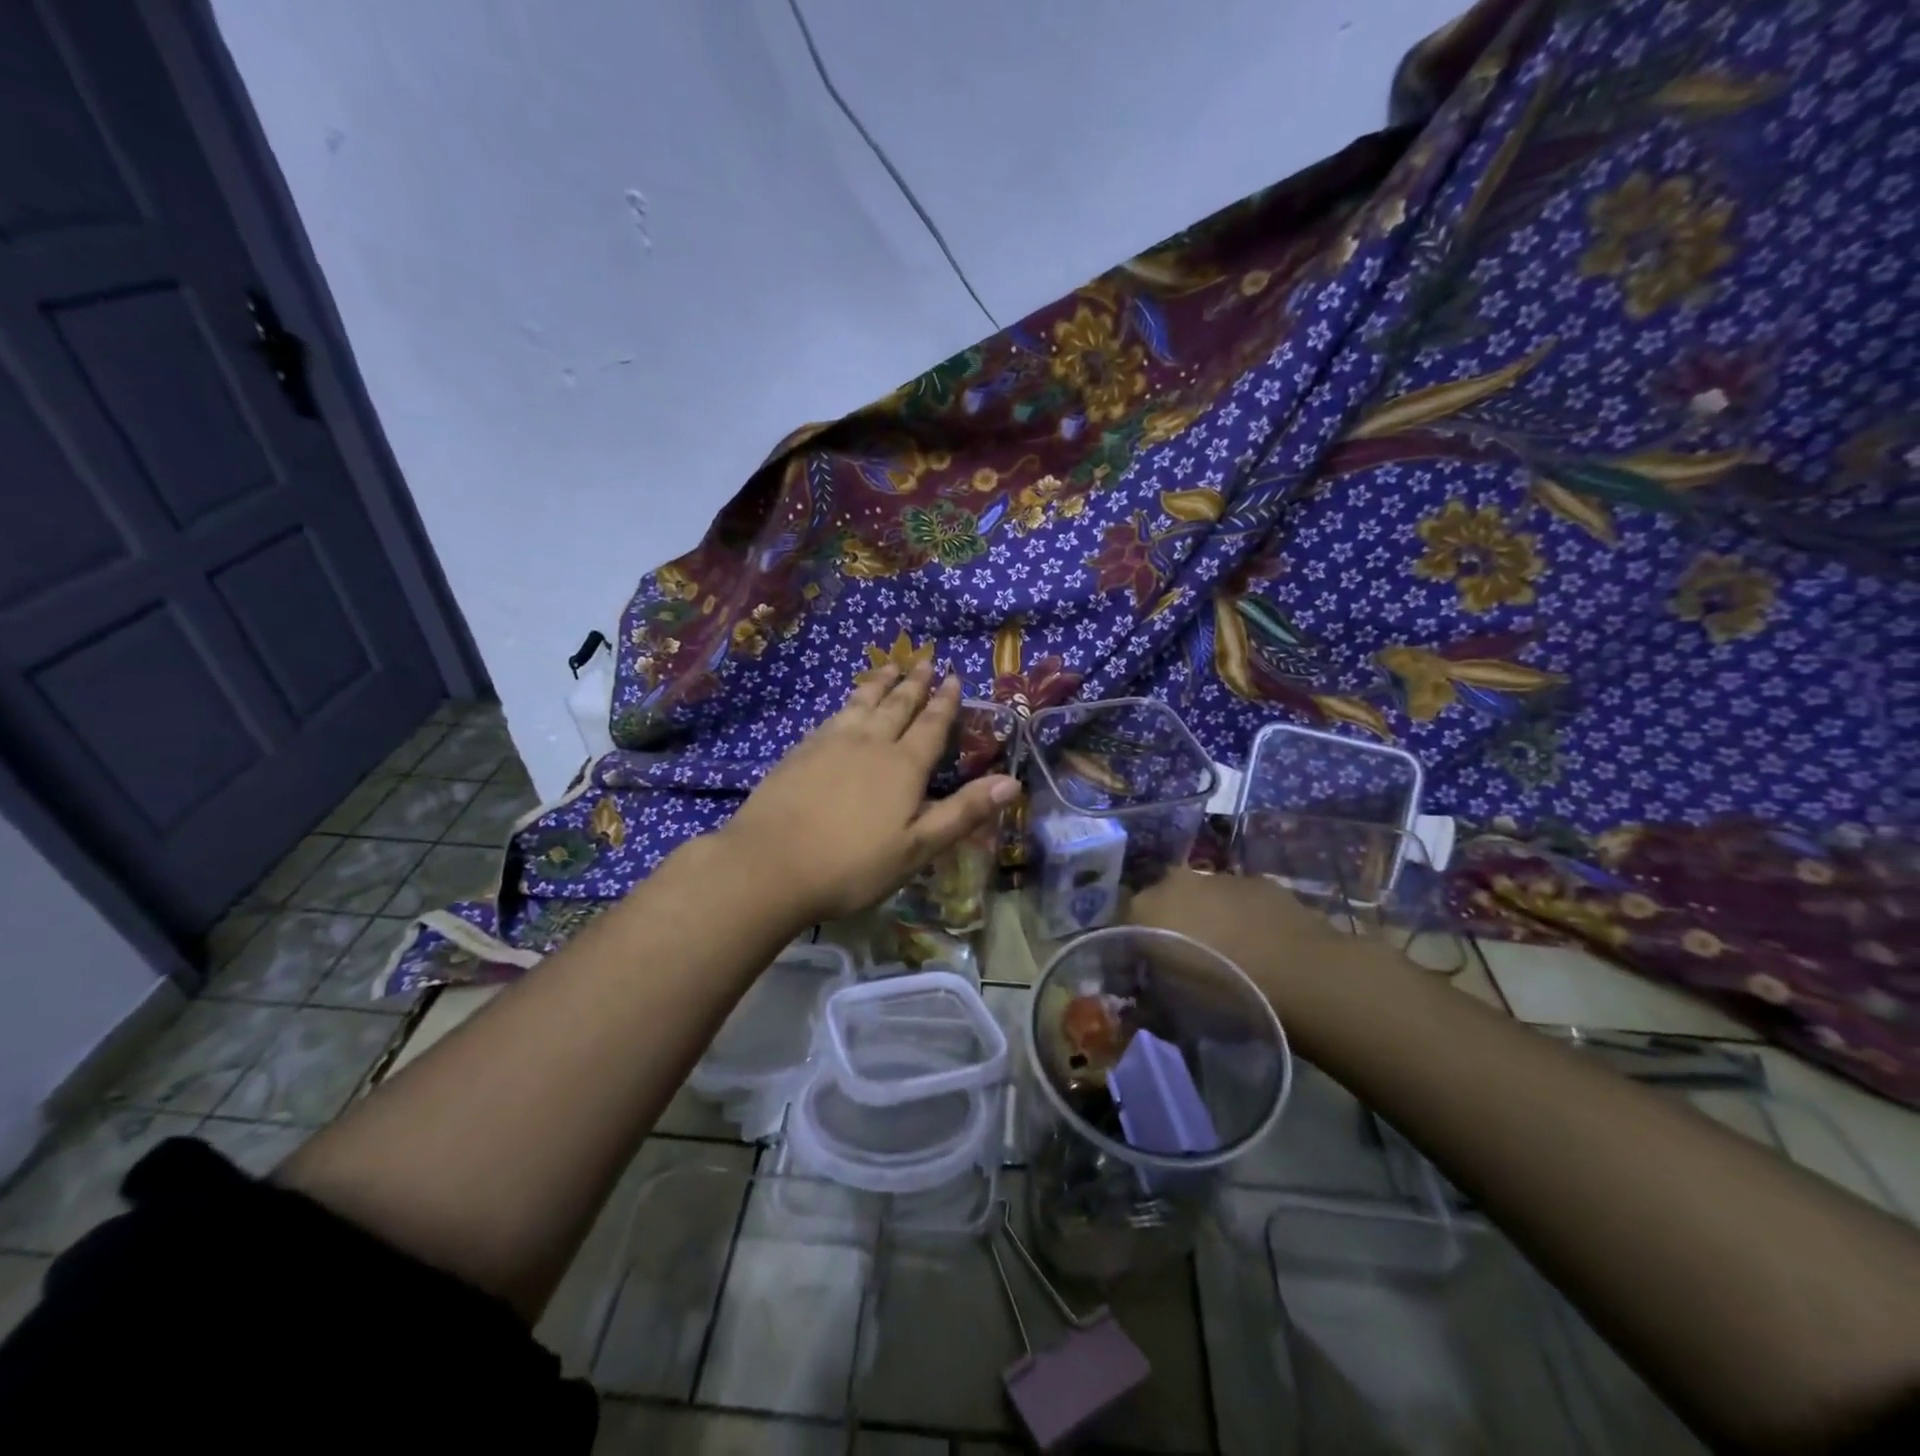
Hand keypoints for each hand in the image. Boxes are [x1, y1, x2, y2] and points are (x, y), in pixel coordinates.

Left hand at [717, 665, 1019, 923]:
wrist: (770, 865)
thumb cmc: (852, 864)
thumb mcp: (917, 848)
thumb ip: (963, 812)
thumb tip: (1011, 782)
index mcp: (903, 766)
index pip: (931, 725)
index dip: (945, 702)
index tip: (954, 677)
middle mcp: (869, 744)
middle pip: (897, 706)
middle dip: (914, 684)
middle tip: (925, 662)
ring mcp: (830, 744)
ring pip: (861, 704)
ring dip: (879, 684)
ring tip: (889, 667)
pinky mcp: (799, 752)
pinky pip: (832, 717)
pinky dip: (847, 704)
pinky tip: (845, 707)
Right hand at [1129, 867, 1350, 1010]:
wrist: (1298, 974)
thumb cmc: (1222, 993)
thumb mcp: (1172, 1008)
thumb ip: (1150, 995)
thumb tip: (1145, 995)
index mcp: (1143, 908)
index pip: (1123, 925)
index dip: (1132, 950)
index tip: (1143, 974)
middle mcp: (1174, 882)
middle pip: (1162, 902)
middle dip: (1169, 924)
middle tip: (1185, 960)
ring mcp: (1219, 877)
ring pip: (1202, 897)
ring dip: (1207, 918)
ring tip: (1228, 955)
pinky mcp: (1259, 882)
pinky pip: (1239, 900)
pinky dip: (1241, 917)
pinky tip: (1259, 945)